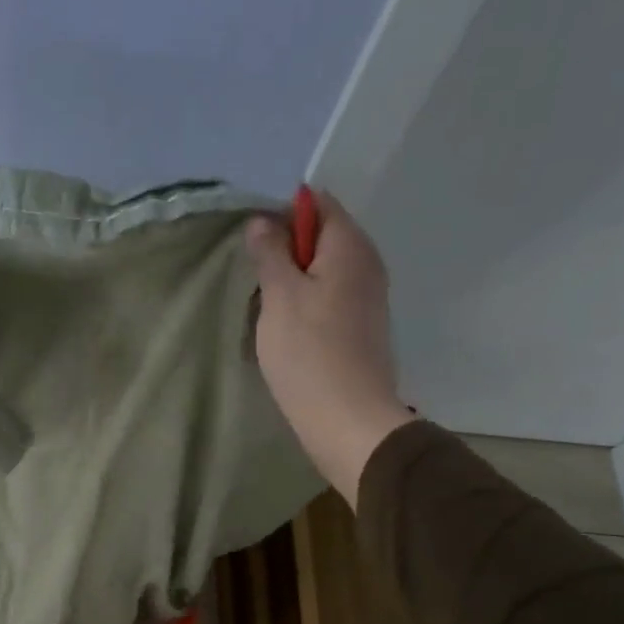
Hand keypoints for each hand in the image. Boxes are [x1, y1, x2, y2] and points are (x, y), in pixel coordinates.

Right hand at [245, 190, 413, 507]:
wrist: (348, 419)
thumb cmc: (308, 352)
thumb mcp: (279, 295)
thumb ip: (271, 252)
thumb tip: (263, 221)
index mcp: (350, 246)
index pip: (318, 204)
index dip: (283, 215)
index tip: (256, 245)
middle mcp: (367, 263)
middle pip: (321, 237)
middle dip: (284, 252)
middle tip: (256, 282)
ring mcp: (368, 297)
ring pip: (322, 271)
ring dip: (291, 283)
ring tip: (267, 310)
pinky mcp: (361, 326)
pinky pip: (329, 298)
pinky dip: (305, 305)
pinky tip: (286, 332)